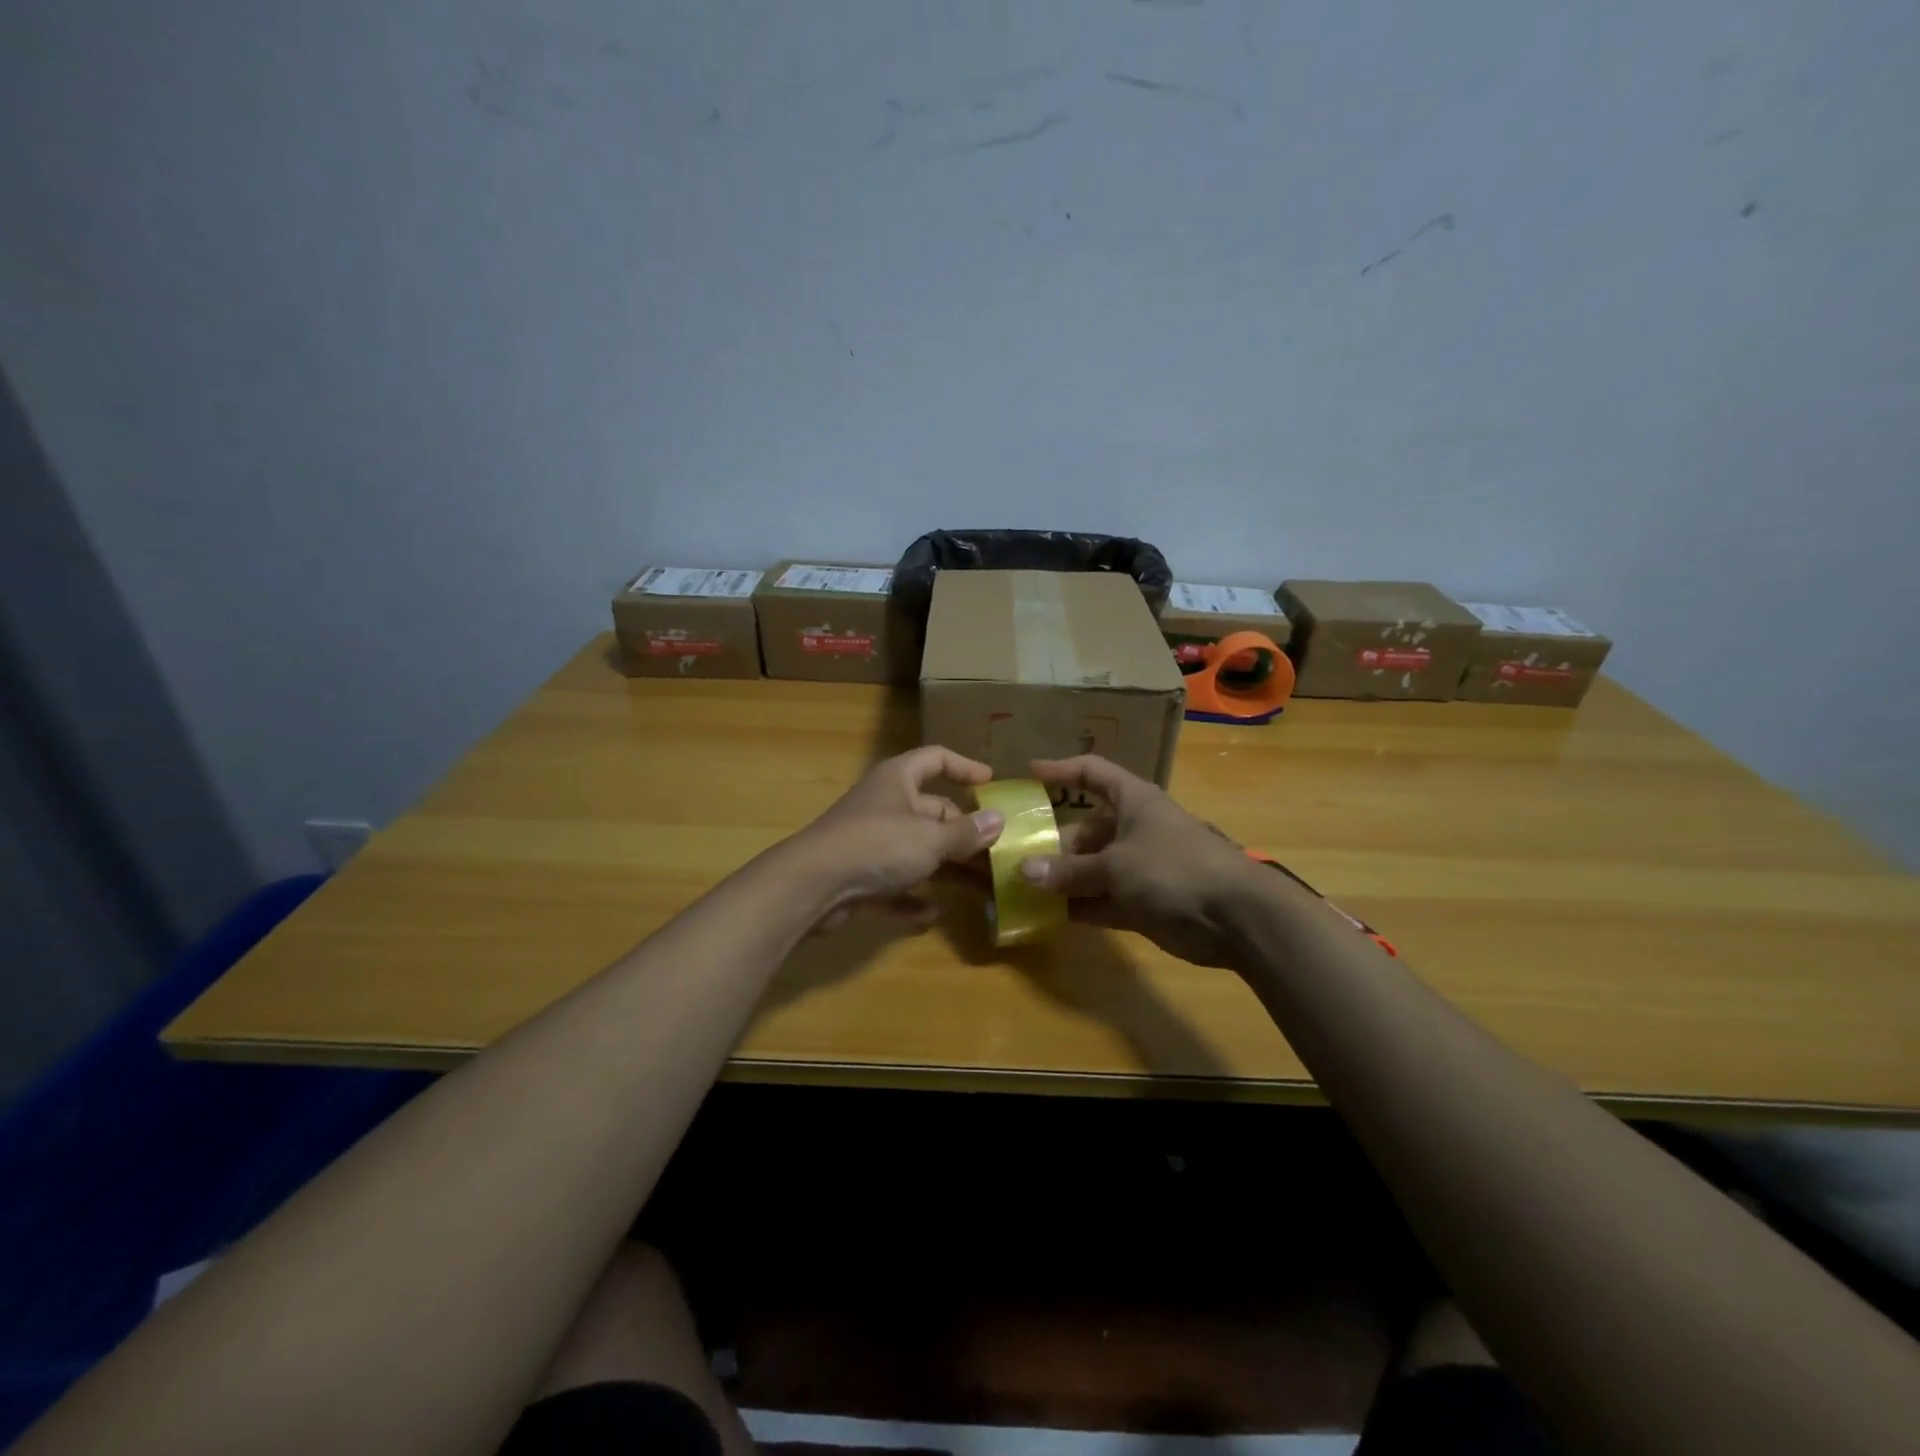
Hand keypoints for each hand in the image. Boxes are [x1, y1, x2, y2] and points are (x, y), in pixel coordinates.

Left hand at [789, 746, 1004, 929]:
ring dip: (947, 868)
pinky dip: (913, 897)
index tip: (991, 782)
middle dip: (964, 832)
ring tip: (982, 888)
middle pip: (932, 811)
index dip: (964, 766)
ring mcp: (870, 841)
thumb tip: (998, 820)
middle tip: (998, 851)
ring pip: (917, 850)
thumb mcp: (930, 838)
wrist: (812, 885)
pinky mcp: (859, 876)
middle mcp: (885, 804)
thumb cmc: (877, 845)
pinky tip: (932, 914)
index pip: (935, 759)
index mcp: (898, 780)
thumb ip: (965, 832)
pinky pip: (895, 884)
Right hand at [1020, 756, 1268, 966]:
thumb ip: (1070, 870)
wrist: (1235, 916)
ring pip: (1090, 868)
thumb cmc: (1174, 868)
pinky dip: (1078, 906)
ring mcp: (1138, 867)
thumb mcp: (1116, 864)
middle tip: (1013, 858)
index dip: (1061, 770)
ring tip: (1019, 889)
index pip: (1092, 773)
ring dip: (1061, 879)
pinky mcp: (1142, 902)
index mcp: (1132, 801)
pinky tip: (1045, 915)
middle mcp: (1133, 829)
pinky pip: (1101, 900)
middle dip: (1052, 844)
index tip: (1028, 774)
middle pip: (1084, 829)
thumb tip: (1024, 872)